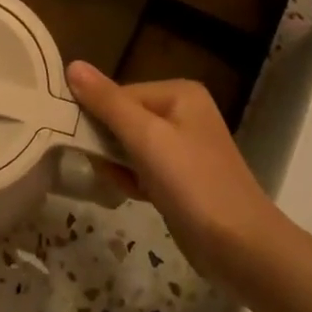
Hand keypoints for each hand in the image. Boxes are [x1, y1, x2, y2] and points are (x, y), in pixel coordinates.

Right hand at [66, 63, 281, 276]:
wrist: (238, 245)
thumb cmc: (192, 183)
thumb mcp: (146, 137)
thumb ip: (107, 103)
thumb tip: (72, 65)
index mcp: (179, 93)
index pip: (119, 95)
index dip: (98, 118)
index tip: (86, 144)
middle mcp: (183, 113)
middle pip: (123, 119)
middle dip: (109, 145)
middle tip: (107, 168)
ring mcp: (182, 147)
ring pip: (128, 147)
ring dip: (119, 166)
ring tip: (127, 185)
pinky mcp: (180, 178)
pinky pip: (141, 169)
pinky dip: (133, 181)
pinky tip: (136, 196)